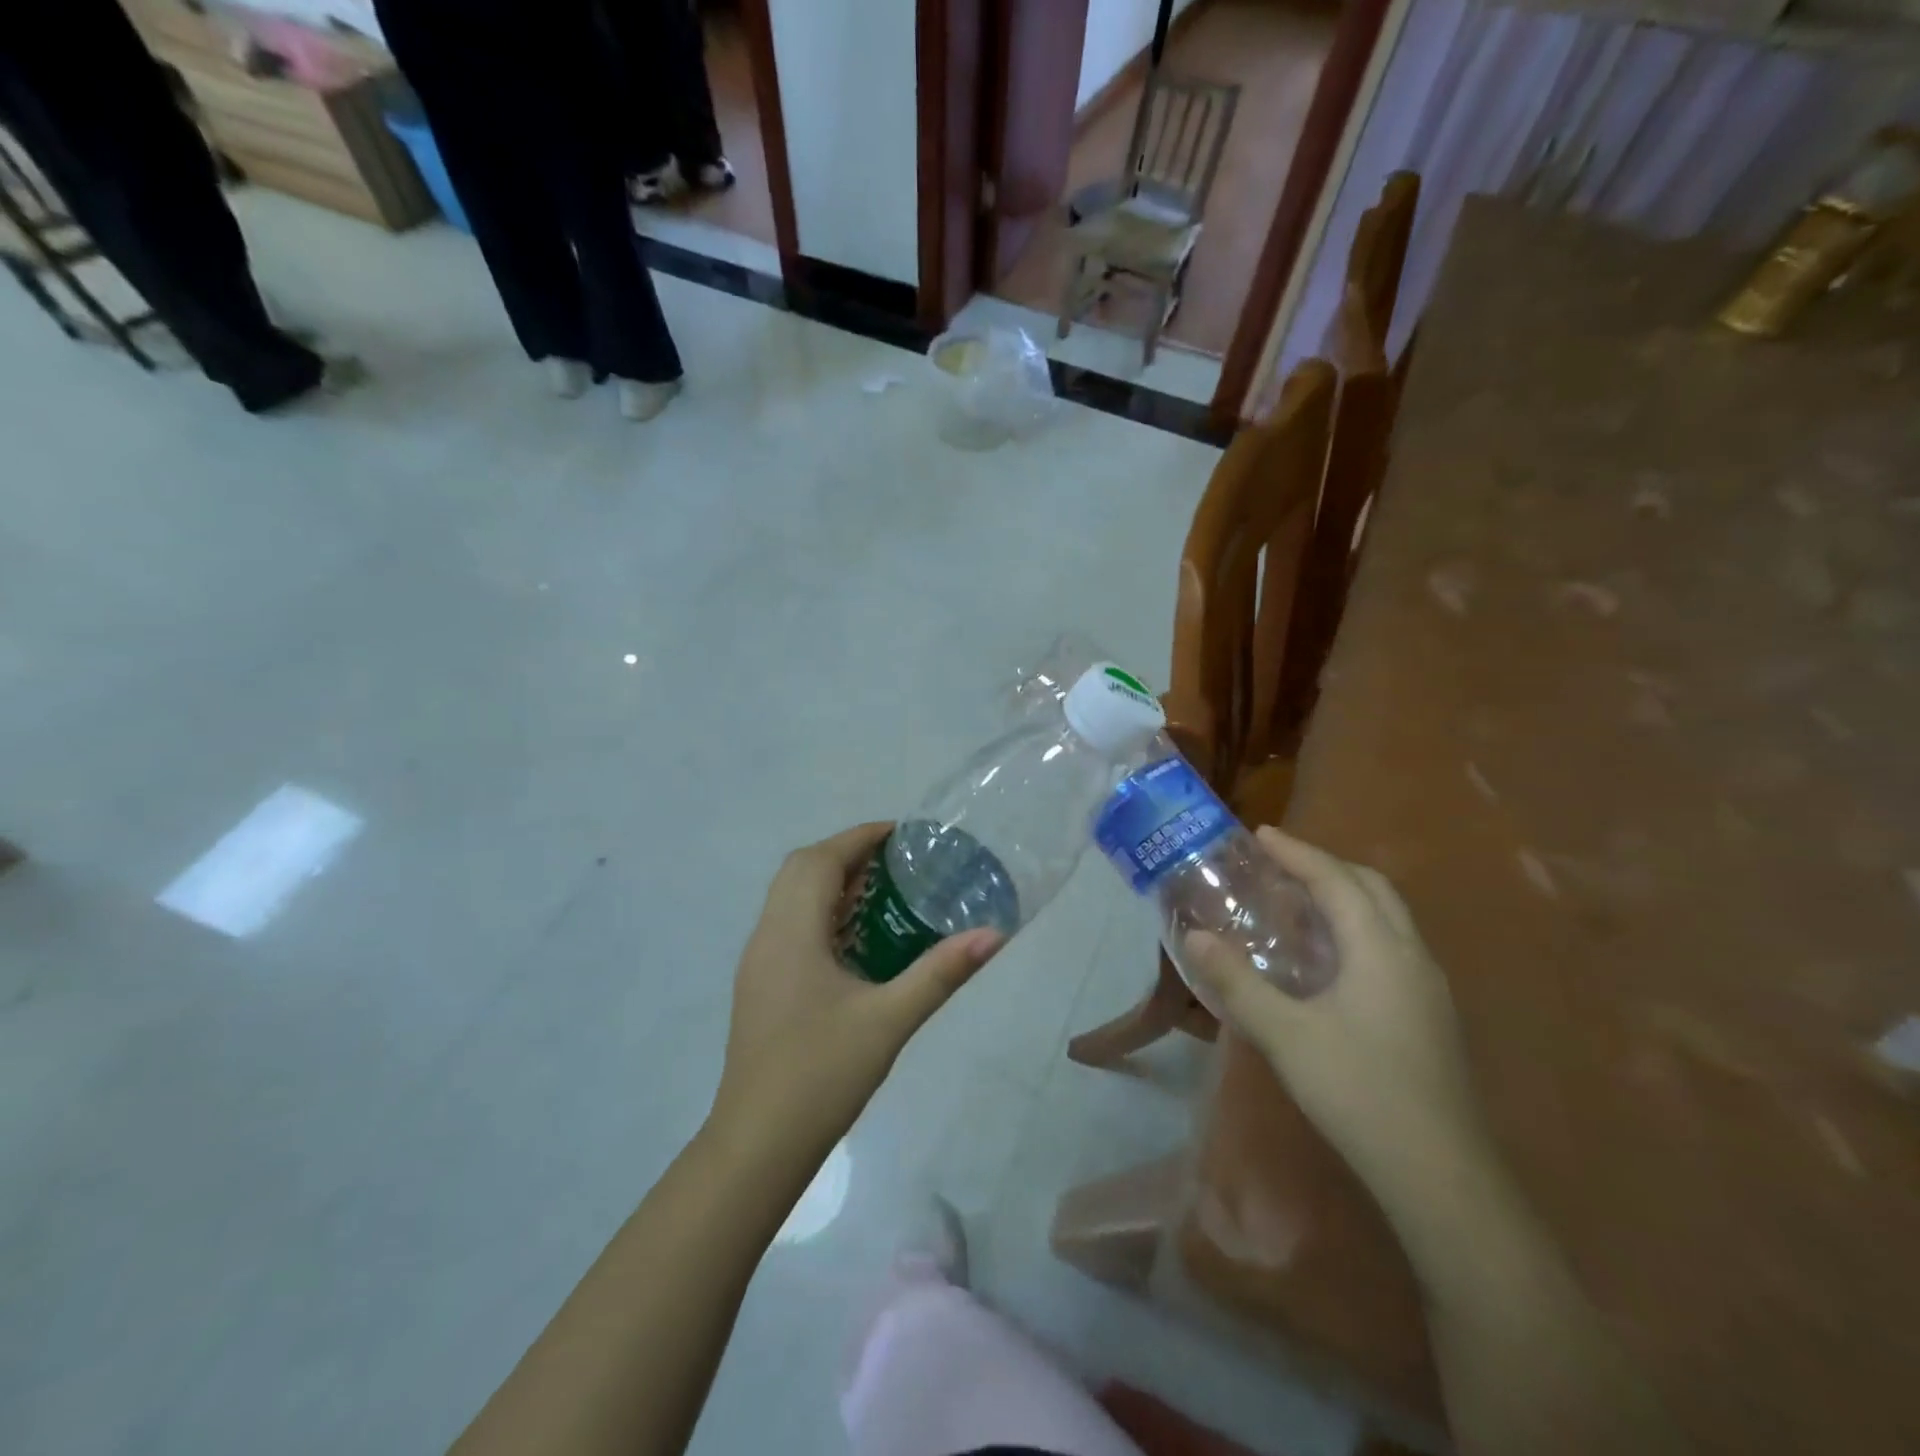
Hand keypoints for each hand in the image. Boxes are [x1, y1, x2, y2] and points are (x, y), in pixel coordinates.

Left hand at [710, 823, 1003, 1155]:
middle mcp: (766, 936)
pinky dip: (820, 912)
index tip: (902, 834)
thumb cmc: (821, 1075)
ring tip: (882, 894)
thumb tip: (993, 935)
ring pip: (790, 898)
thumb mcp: (890, 1021)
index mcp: (791, 933)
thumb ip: (940, 974)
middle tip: (896, 864)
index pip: (819, 859)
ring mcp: (758, 962)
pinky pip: (788, 925)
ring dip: (830, 883)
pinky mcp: (759, 986)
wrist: (757, 1146)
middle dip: (846, 854)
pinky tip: (856, 943)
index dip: (859, 837)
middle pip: (800, 870)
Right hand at [1185, 827, 1486, 1193]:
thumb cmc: (1359, 1091)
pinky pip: (1392, 944)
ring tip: (1299, 901)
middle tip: (1280, 863)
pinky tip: (1330, 958)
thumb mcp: (1285, 1035)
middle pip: (1372, 887)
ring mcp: (1428, 987)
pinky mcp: (1430, 1015)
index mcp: (1380, 949)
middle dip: (1326, 865)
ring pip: (1389, 916)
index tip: (1260, 834)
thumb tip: (1195, 937)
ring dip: (1346, 894)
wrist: (1439, 1173)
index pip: (1336, 880)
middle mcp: (1412, 956)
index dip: (1297, 852)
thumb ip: (1237, 982)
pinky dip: (1358, 926)